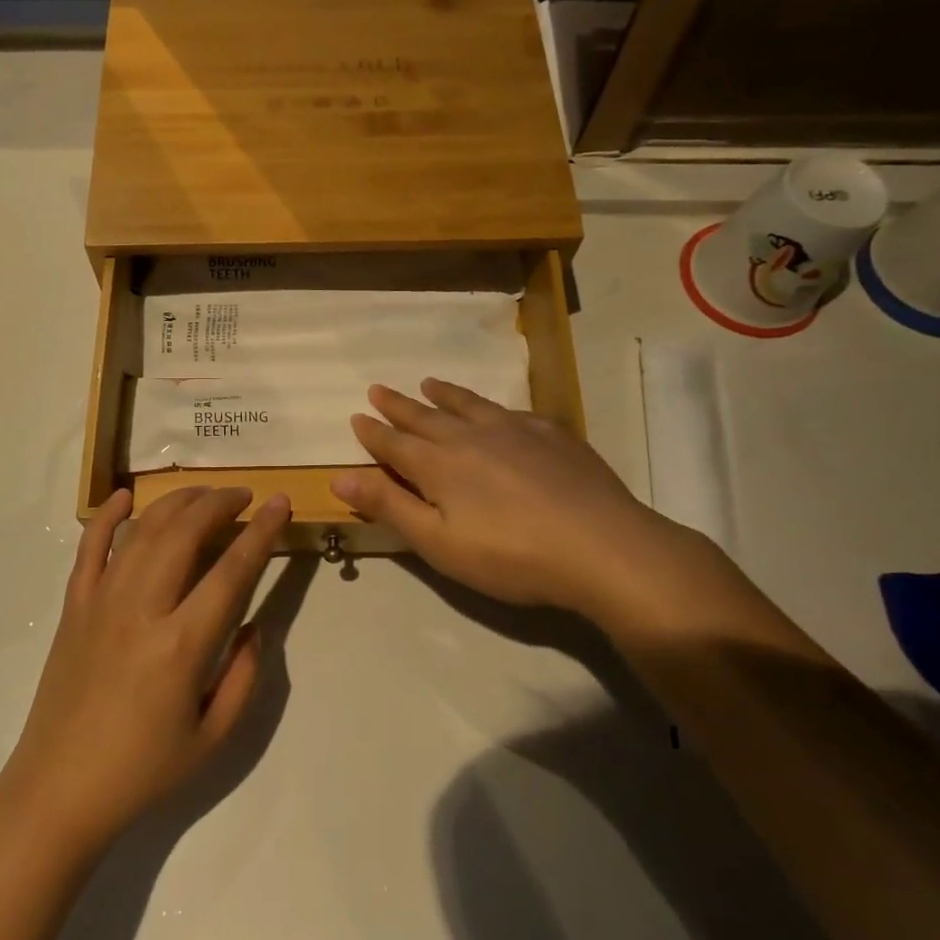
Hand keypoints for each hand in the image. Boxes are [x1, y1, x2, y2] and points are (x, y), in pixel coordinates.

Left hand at [0, 486, 290, 852]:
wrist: (58, 791)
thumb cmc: (143, 771)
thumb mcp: (214, 738)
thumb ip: (244, 676)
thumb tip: (254, 626)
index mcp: (182, 645)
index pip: (232, 570)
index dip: (262, 531)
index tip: (280, 502)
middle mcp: (142, 609)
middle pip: (184, 532)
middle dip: (219, 503)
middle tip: (243, 496)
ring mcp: (101, 602)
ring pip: (142, 530)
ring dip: (176, 502)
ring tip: (203, 495)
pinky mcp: (73, 607)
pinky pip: (89, 548)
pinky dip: (107, 516)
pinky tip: (124, 496)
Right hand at [331, 379, 748, 633]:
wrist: (601, 547)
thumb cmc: (510, 556)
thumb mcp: (438, 543)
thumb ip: (389, 506)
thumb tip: (339, 478)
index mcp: (438, 464)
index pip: (394, 443)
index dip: (373, 432)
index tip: (357, 416)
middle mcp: (471, 437)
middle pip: (425, 416)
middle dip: (398, 405)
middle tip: (378, 389)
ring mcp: (514, 430)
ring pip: (468, 404)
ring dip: (443, 394)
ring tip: (428, 382)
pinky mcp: (552, 434)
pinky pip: (510, 411)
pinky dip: (491, 406)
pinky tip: (497, 410)